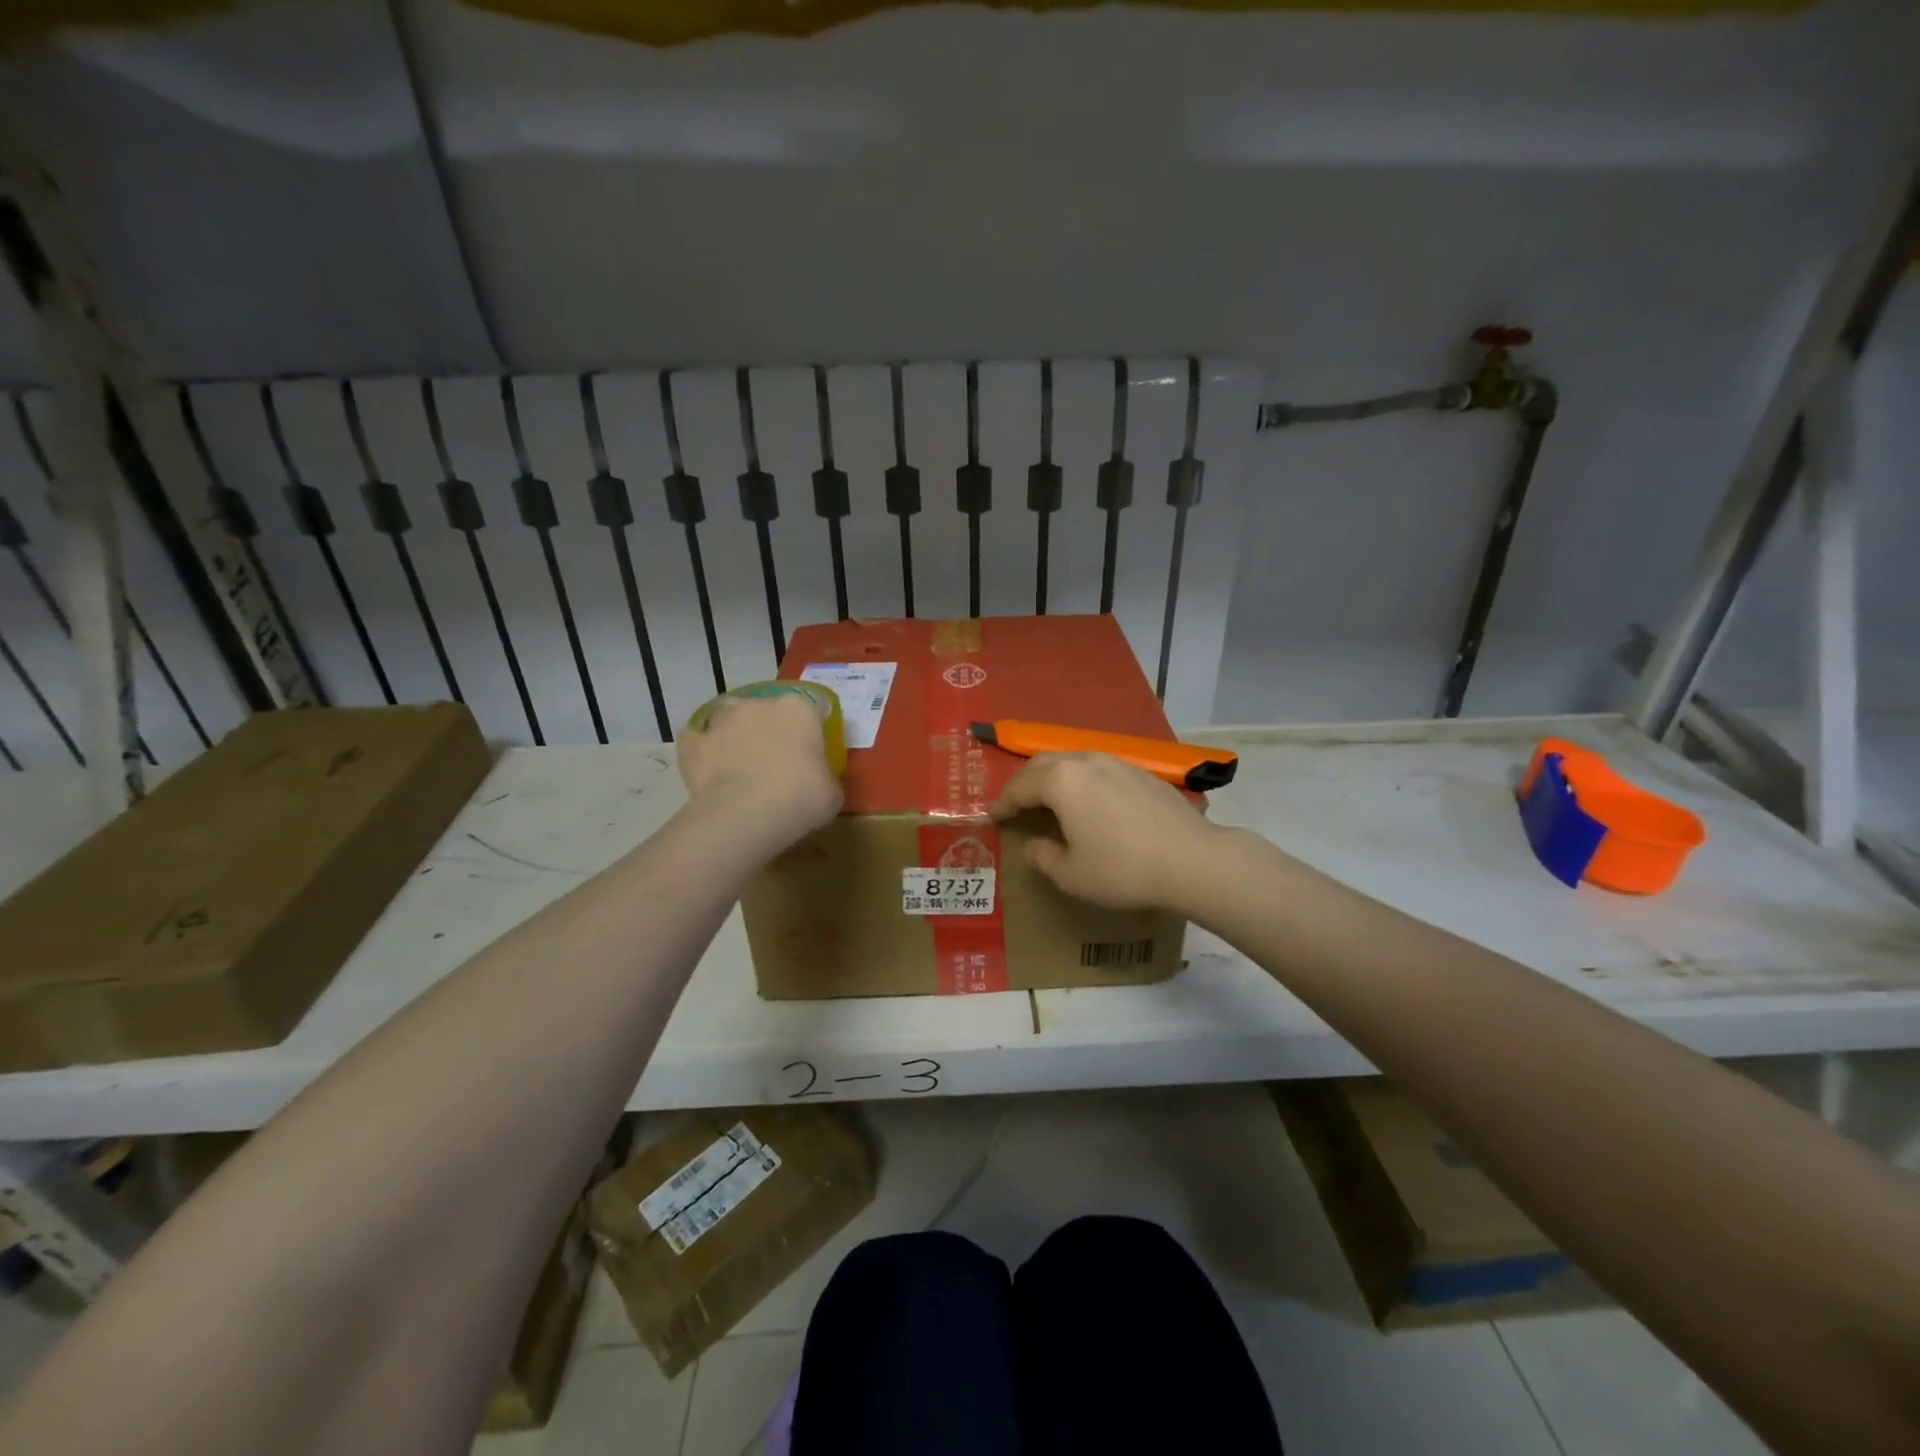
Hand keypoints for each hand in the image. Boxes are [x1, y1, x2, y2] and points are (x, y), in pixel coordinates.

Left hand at [678, 692, 842, 846]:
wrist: (743, 815)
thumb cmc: (800, 798)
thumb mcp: (832, 793)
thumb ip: (825, 776)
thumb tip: (817, 779)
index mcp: (799, 709)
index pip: (810, 713)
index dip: (811, 736)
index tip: (812, 759)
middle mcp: (760, 703)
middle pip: (769, 713)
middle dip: (773, 733)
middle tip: (778, 767)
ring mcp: (722, 720)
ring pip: (732, 721)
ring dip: (738, 738)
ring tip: (742, 770)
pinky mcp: (692, 741)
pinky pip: (699, 742)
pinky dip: (705, 752)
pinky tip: (712, 773)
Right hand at [990, 752, 1221, 911]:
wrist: (1191, 860)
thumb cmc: (1121, 868)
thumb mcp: (1071, 874)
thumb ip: (1043, 856)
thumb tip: (1034, 845)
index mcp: (1060, 781)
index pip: (1020, 786)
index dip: (1002, 802)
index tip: (992, 816)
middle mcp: (1085, 761)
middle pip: (1043, 764)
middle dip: (1025, 782)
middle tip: (1016, 804)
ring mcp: (1117, 762)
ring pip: (1073, 761)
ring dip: (1055, 778)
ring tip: (1051, 800)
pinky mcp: (1142, 773)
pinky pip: (1100, 770)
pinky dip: (1083, 782)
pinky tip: (1092, 803)